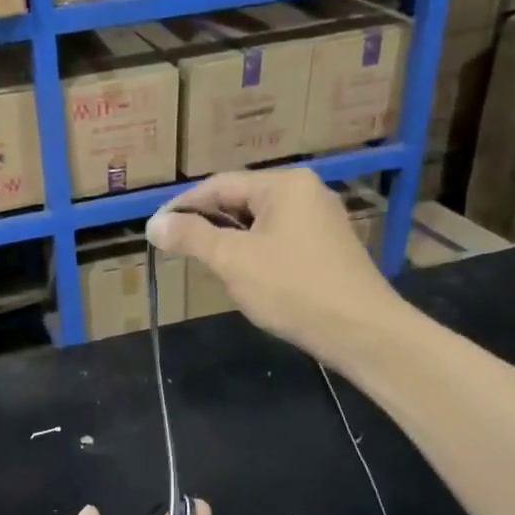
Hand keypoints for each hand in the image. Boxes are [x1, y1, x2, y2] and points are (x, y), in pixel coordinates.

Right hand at [147, 169, 401, 365]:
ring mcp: (321, 220)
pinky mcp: (328, 248)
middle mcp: (306, 192)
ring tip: (205, 263)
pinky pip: (279, 240)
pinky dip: (254, 252)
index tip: (156, 229)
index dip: (184, 205)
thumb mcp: (233, 262)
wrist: (360, 330)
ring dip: (230, 240)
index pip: (220, 184)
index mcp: (285, 185)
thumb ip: (192, 238)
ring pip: (260, 223)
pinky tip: (245, 276)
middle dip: (207, 223)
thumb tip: (154, 224)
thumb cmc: (292, 289)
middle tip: (177, 247)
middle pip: (242, 200)